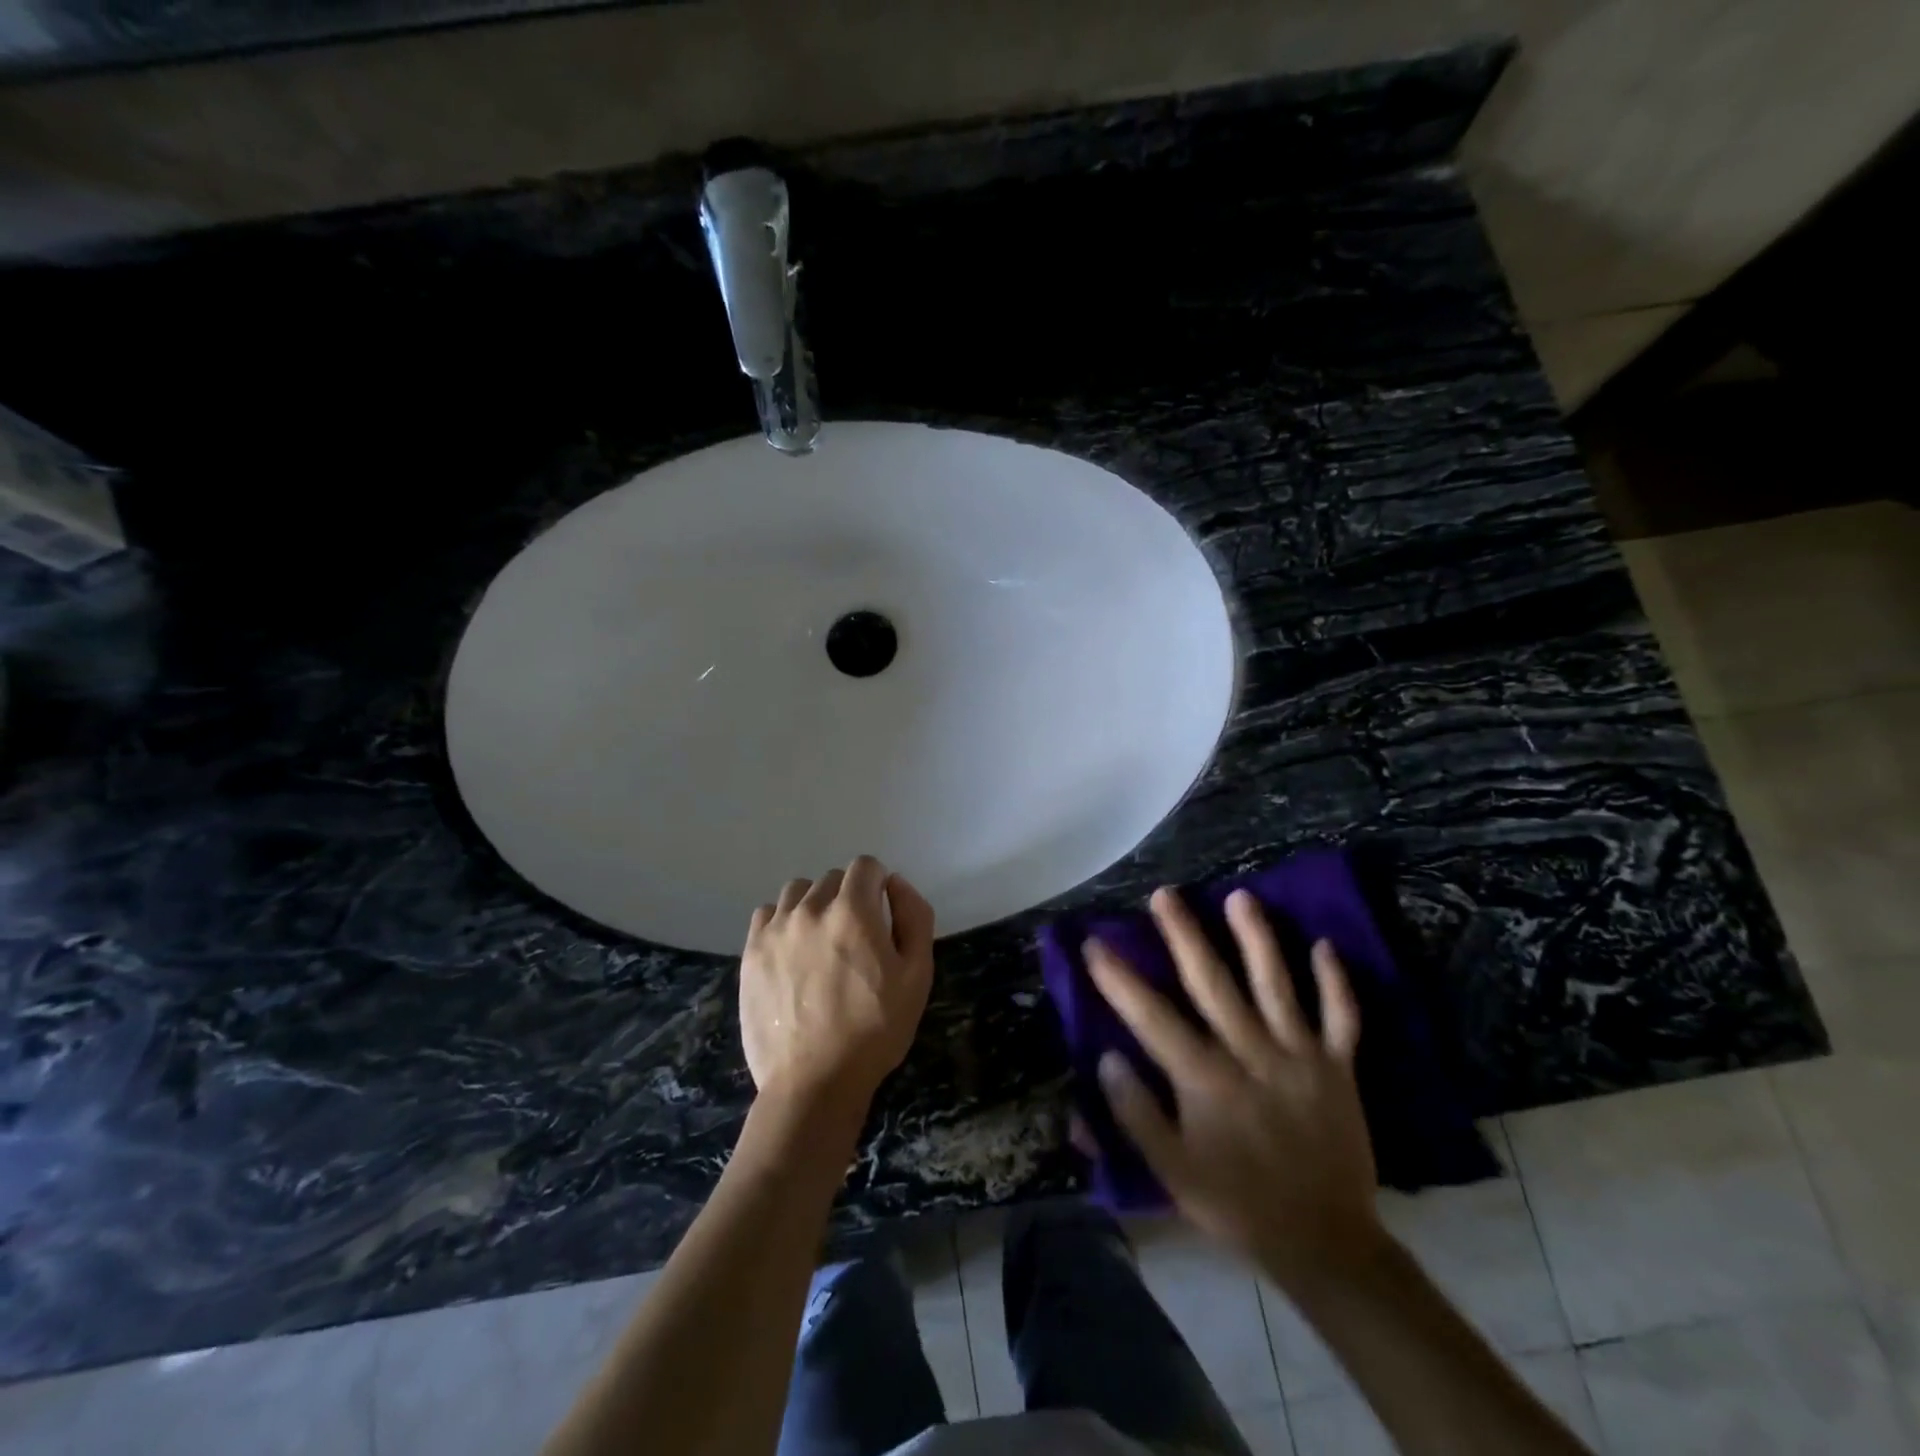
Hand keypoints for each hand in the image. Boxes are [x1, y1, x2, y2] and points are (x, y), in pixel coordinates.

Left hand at [739, 855, 935, 1106]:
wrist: (814, 1082)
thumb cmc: (875, 1030)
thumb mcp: (918, 974)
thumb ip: (914, 916)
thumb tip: (895, 883)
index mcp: (853, 911)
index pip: (866, 866)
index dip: (878, 884)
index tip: (881, 914)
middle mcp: (810, 909)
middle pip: (833, 878)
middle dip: (849, 897)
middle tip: (855, 939)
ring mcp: (775, 929)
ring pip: (798, 891)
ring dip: (814, 905)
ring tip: (821, 942)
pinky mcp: (751, 952)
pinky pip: (768, 913)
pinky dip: (783, 922)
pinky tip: (792, 951)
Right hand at [1087, 887, 1380, 1290]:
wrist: (1326, 1243)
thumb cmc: (1237, 1204)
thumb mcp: (1173, 1173)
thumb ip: (1136, 1115)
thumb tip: (1106, 1058)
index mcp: (1206, 1080)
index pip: (1152, 1017)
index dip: (1118, 979)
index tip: (1094, 943)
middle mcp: (1251, 1054)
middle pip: (1212, 983)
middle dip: (1184, 935)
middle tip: (1165, 894)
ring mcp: (1299, 1056)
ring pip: (1276, 985)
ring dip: (1257, 938)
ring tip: (1240, 896)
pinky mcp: (1338, 1067)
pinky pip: (1341, 1017)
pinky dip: (1336, 982)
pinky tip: (1324, 945)